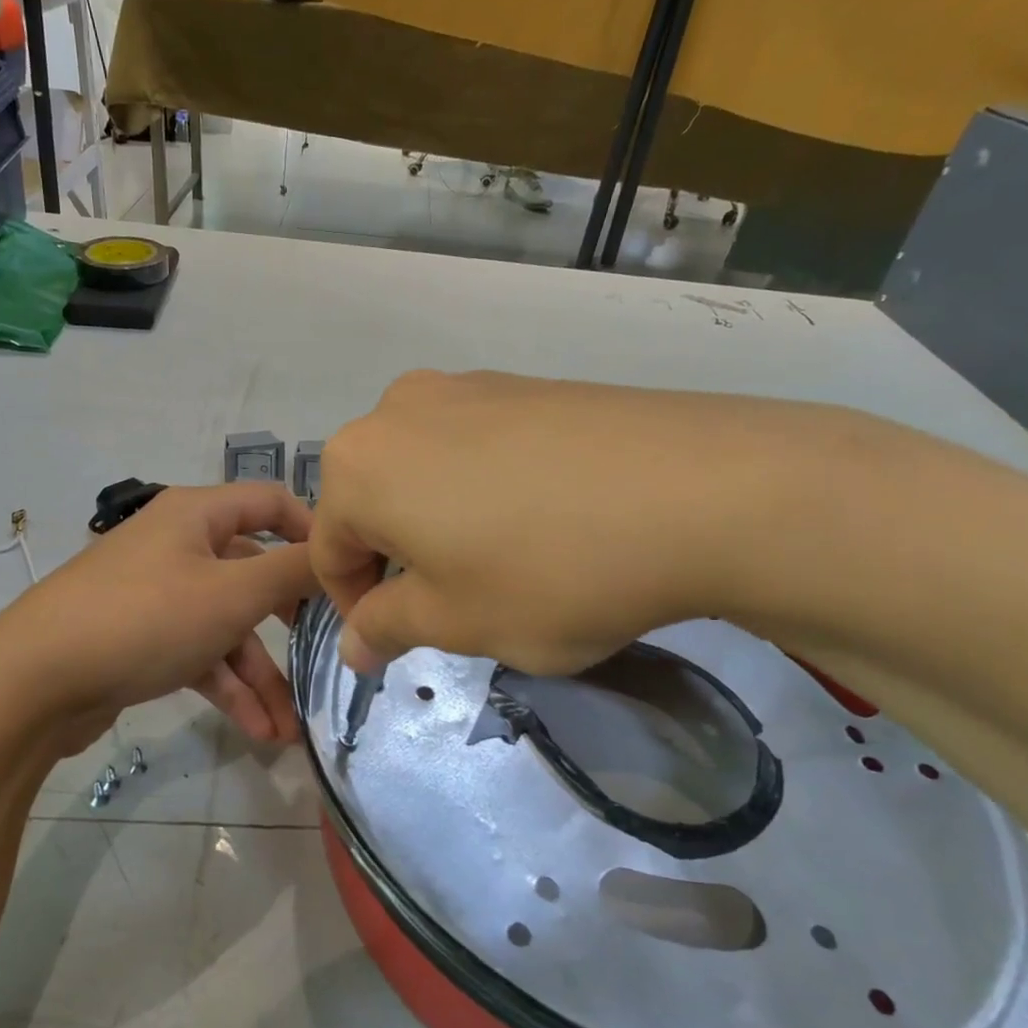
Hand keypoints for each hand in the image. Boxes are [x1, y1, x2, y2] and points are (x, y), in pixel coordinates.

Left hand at [0, 483, 318, 750]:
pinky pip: (199, 655)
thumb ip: (293, 572)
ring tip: (289, 731)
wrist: (34, 682)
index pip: (271, 502)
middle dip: (290, 624)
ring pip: (227, 626)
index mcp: (197, 514)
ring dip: (260, 676)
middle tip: (327, 653)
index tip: (347, 573)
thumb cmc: (144, 618)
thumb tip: (339, 554)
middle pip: (253, 573)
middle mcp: (178, 545)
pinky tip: (258, 732)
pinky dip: (227, 688)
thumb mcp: (232, 593)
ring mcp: (158, 594)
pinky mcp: (142, 639)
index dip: (313, 532)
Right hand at [310, 370, 817, 673]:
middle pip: (372, 503)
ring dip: (439, 524)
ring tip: (499, 564)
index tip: (393, 644)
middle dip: (396, 561)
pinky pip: (474, 447)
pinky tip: (540, 520)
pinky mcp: (524, 383)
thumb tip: (355, 644)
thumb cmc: (547, 571)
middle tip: (450, 608)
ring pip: (423, 473)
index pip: (327, 549)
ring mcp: (466, 387)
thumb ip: (388, 629)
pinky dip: (482, 491)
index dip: (353, 606)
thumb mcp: (455, 621)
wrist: (700, 491)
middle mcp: (397, 410)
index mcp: (359, 466)